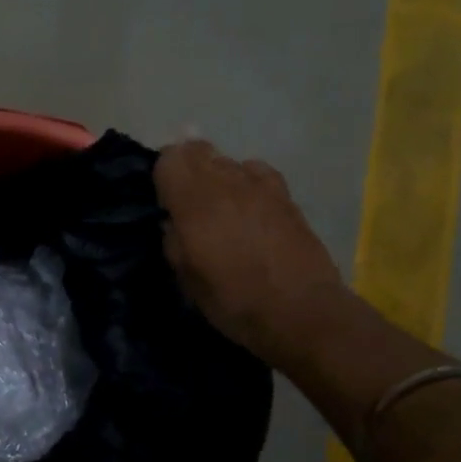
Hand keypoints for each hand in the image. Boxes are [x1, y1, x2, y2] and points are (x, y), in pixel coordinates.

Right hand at [154, 139, 352, 370]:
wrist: (300, 311)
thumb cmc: (234, 301)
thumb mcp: (187, 279)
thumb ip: (172, 241)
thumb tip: (172, 221)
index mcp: (195, 203)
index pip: (170, 159)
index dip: (160, 173)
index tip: (160, 198)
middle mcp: (226, 183)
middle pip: (198, 151)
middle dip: (185, 166)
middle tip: (181, 197)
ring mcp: (260, 185)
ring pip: (227, 160)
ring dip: (214, 174)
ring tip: (215, 205)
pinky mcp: (285, 195)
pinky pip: (255, 171)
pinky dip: (244, 179)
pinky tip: (246, 203)